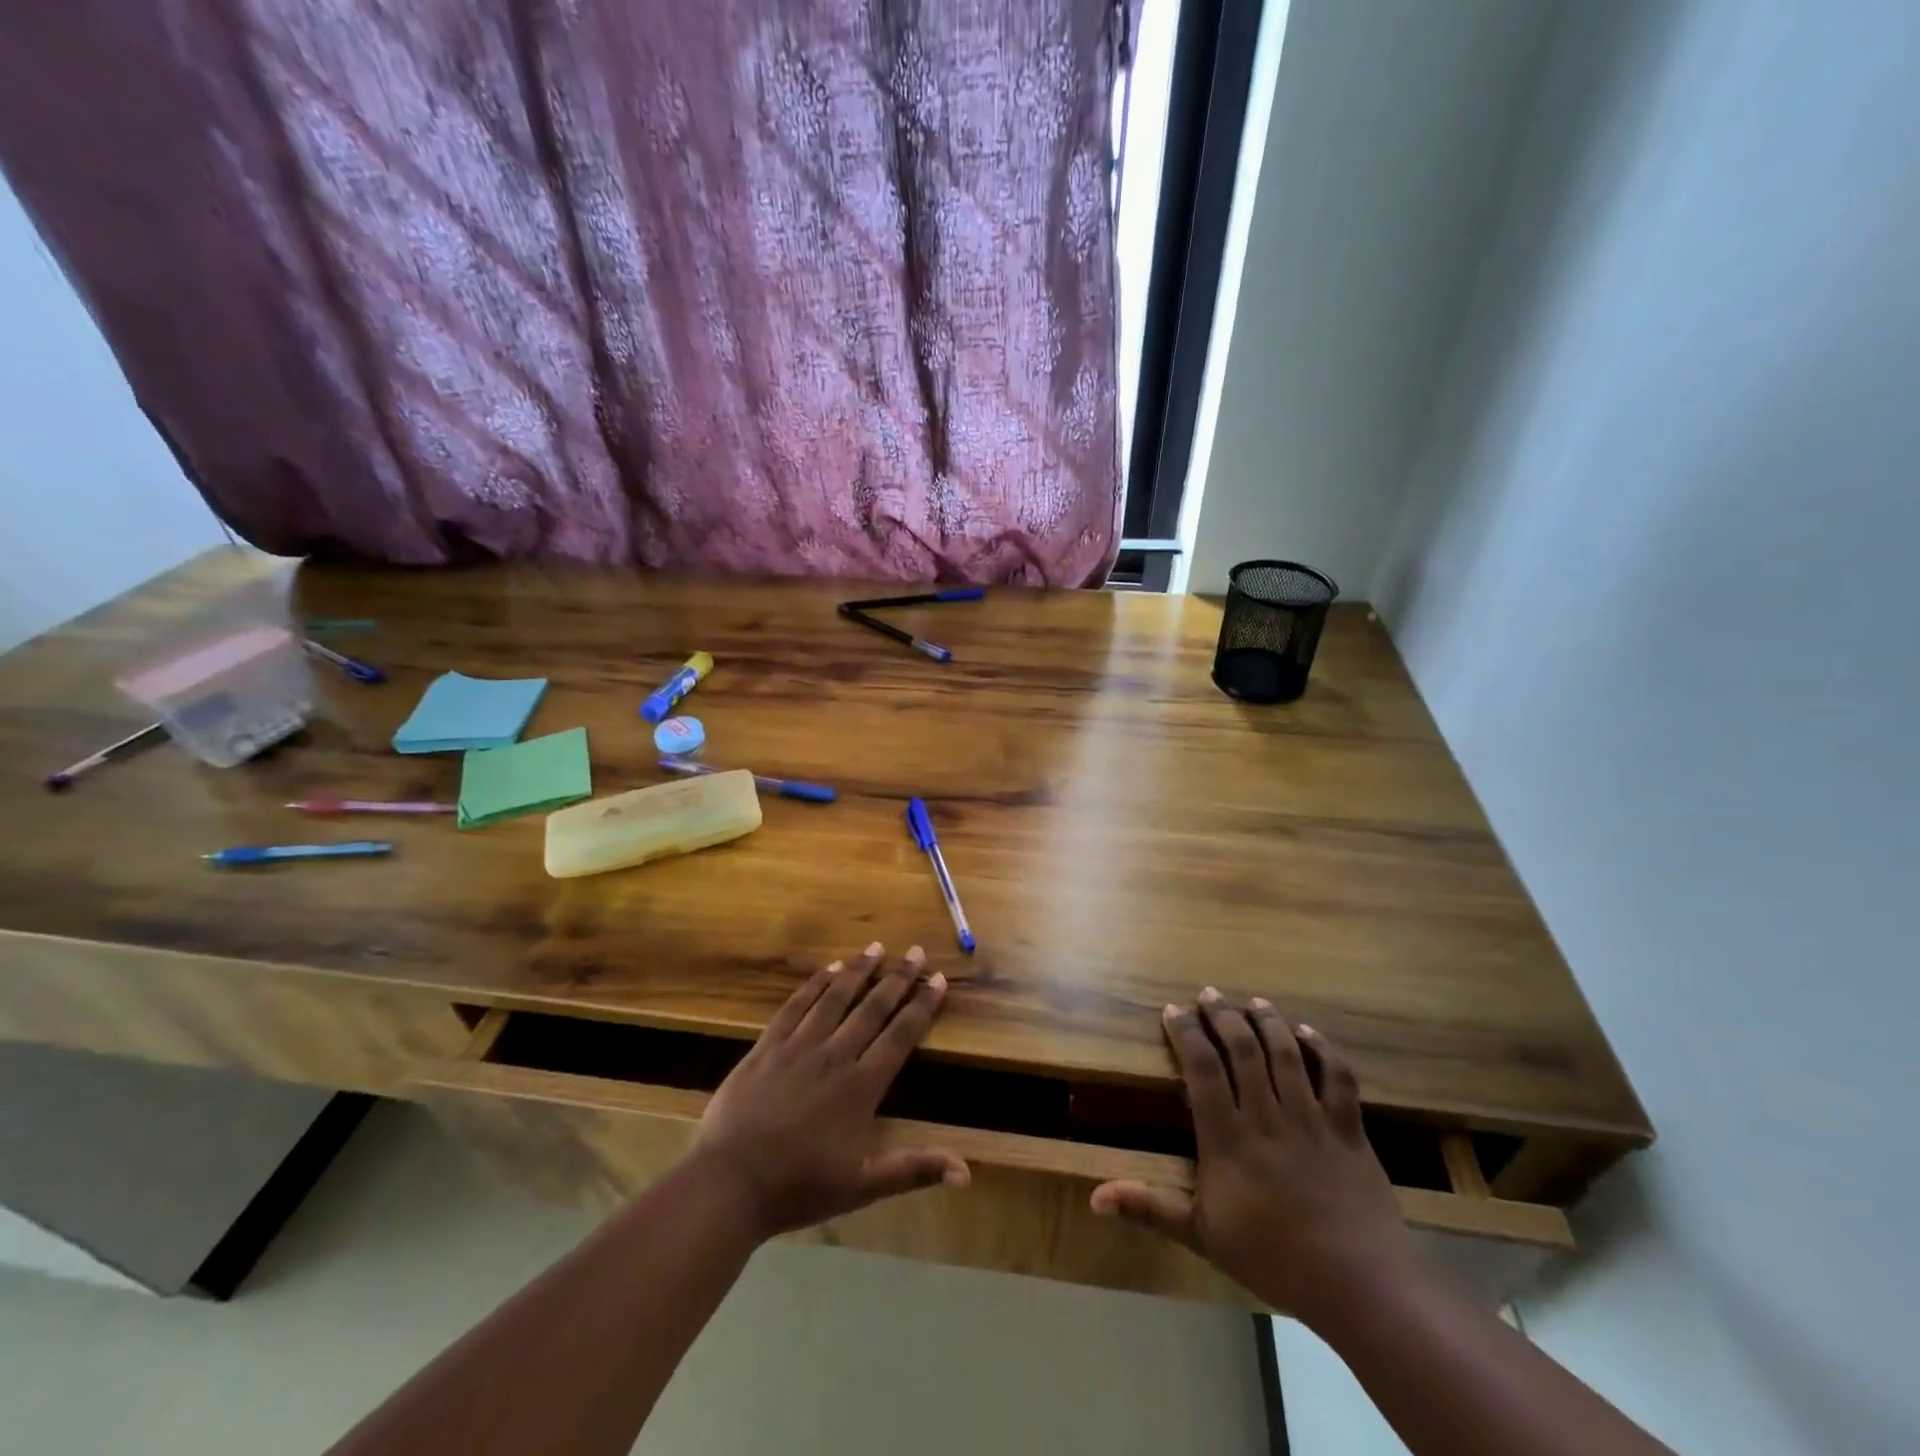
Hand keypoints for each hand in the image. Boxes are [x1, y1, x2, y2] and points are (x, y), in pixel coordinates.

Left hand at [692, 943, 968, 1240]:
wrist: (728, 1184)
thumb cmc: (799, 1186)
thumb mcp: (862, 1187)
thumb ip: (913, 1170)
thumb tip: (967, 1172)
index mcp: (861, 1086)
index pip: (900, 1036)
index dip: (922, 1006)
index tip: (937, 979)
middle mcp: (834, 1056)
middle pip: (872, 1008)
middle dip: (897, 978)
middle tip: (915, 951)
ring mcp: (798, 1047)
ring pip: (835, 998)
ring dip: (859, 971)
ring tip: (876, 948)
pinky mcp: (767, 1046)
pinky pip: (796, 1006)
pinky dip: (815, 985)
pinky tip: (828, 969)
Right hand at [1091, 988, 1419, 1325]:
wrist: (1360, 1288)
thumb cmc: (1273, 1260)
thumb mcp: (1202, 1237)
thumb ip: (1150, 1208)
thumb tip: (1095, 1197)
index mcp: (1228, 1138)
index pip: (1201, 1069)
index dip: (1186, 1033)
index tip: (1173, 1010)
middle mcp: (1267, 1117)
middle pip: (1243, 1050)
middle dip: (1223, 1016)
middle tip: (1209, 994)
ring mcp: (1311, 1120)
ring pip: (1286, 1054)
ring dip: (1268, 1021)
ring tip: (1254, 1001)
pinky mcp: (1348, 1130)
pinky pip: (1337, 1078)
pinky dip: (1323, 1050)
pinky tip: (1309, 1034)